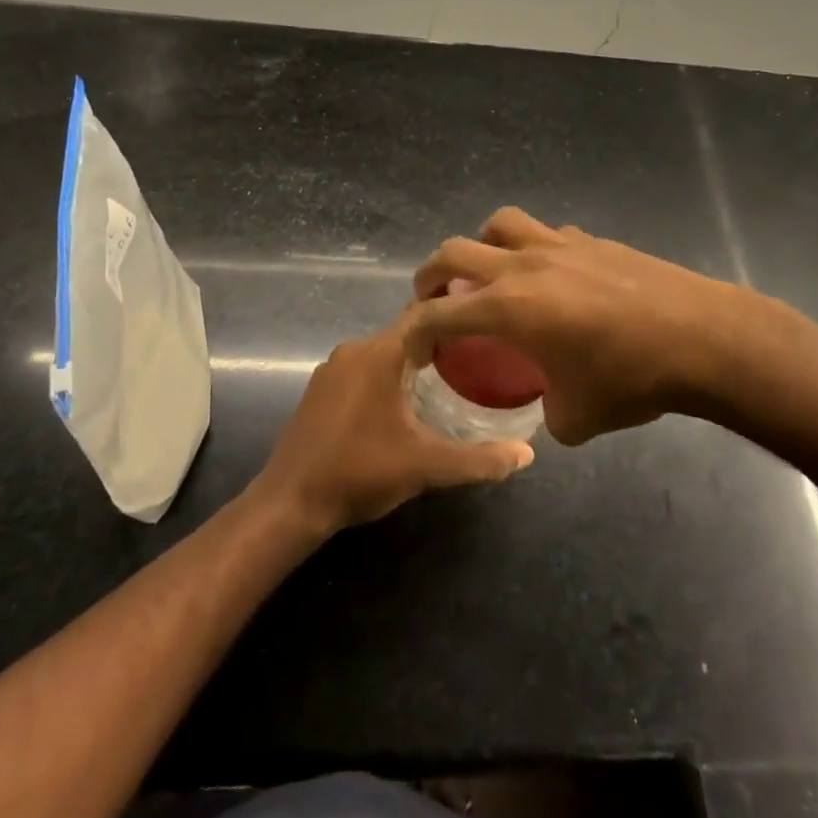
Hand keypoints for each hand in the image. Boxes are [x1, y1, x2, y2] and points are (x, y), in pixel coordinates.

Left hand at [253, 312, 533, 535]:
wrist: (290, 503)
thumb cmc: (360, 472)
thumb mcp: (426, 466)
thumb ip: (479, 459)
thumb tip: (528, 455)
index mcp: (380, 353)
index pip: (425, 314)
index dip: (457, 315)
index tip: (487, 323)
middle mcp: (355, 349)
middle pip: (406, 332)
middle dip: (440, 341)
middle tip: (478, 356)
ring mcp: (332, 368)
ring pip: (383, 352)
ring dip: (412, 361)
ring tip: (450, 378)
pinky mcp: (320, 389)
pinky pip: (363, 368)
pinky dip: (388, 375)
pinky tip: (404, 403)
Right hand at [410, 207, 750, 444]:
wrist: (700, 337)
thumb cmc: (631, 379)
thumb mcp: (577, 418)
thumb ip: (548, 414)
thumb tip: (551, 409)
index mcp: (508, 307)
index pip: (439, 313)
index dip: (416, 331)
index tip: (413, 347)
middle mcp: (523, 266)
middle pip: (454, 251)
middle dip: (431, 275)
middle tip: (433, 299)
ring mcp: (559, 245)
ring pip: (500, 224)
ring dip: (483, 245)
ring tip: (490, 272)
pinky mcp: (592, 240)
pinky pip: (547, 234)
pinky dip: (534, 249)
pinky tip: (553, 276)